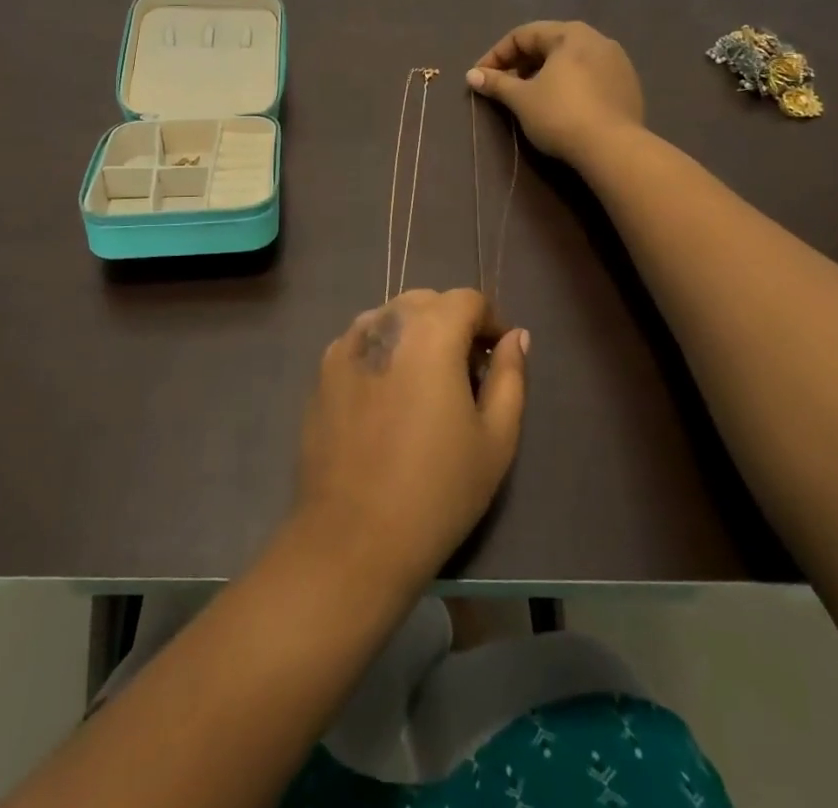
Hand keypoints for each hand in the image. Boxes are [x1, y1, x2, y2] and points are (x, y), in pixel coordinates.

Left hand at [294, 289, 527, 588]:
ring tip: (425, 383)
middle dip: (452, 323)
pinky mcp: (323, 369)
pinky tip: (388, 397)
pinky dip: (383, 350)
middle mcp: (384, 322)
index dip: (490, 321)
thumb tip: (515, 337)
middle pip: (427, 302)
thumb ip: (510, 376)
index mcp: (430, 331)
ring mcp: (346, 343)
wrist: (353, 537)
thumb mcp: (496, 438)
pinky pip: (362, 340)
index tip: (497, 357)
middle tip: (465, 372)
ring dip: (415, 333)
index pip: (468, 300)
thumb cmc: (438, 490)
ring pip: (391, 316)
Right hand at [467, 20, 644, 163]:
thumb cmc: (560, 115)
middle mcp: (597, 39)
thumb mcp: (521, 99)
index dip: (496, 55)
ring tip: (529, 97)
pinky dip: (569, 85)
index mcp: (570, 34)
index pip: (522, 35)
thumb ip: (496, 83)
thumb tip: (472, 75)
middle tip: (503, 86)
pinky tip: (560, 106)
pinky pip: (589, 77)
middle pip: (548, 44)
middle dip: (520, 64)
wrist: (613, 149)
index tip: (480, 78)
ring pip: (570, 61)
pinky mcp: (628, 86)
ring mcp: (618, 62)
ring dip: (544, 74)